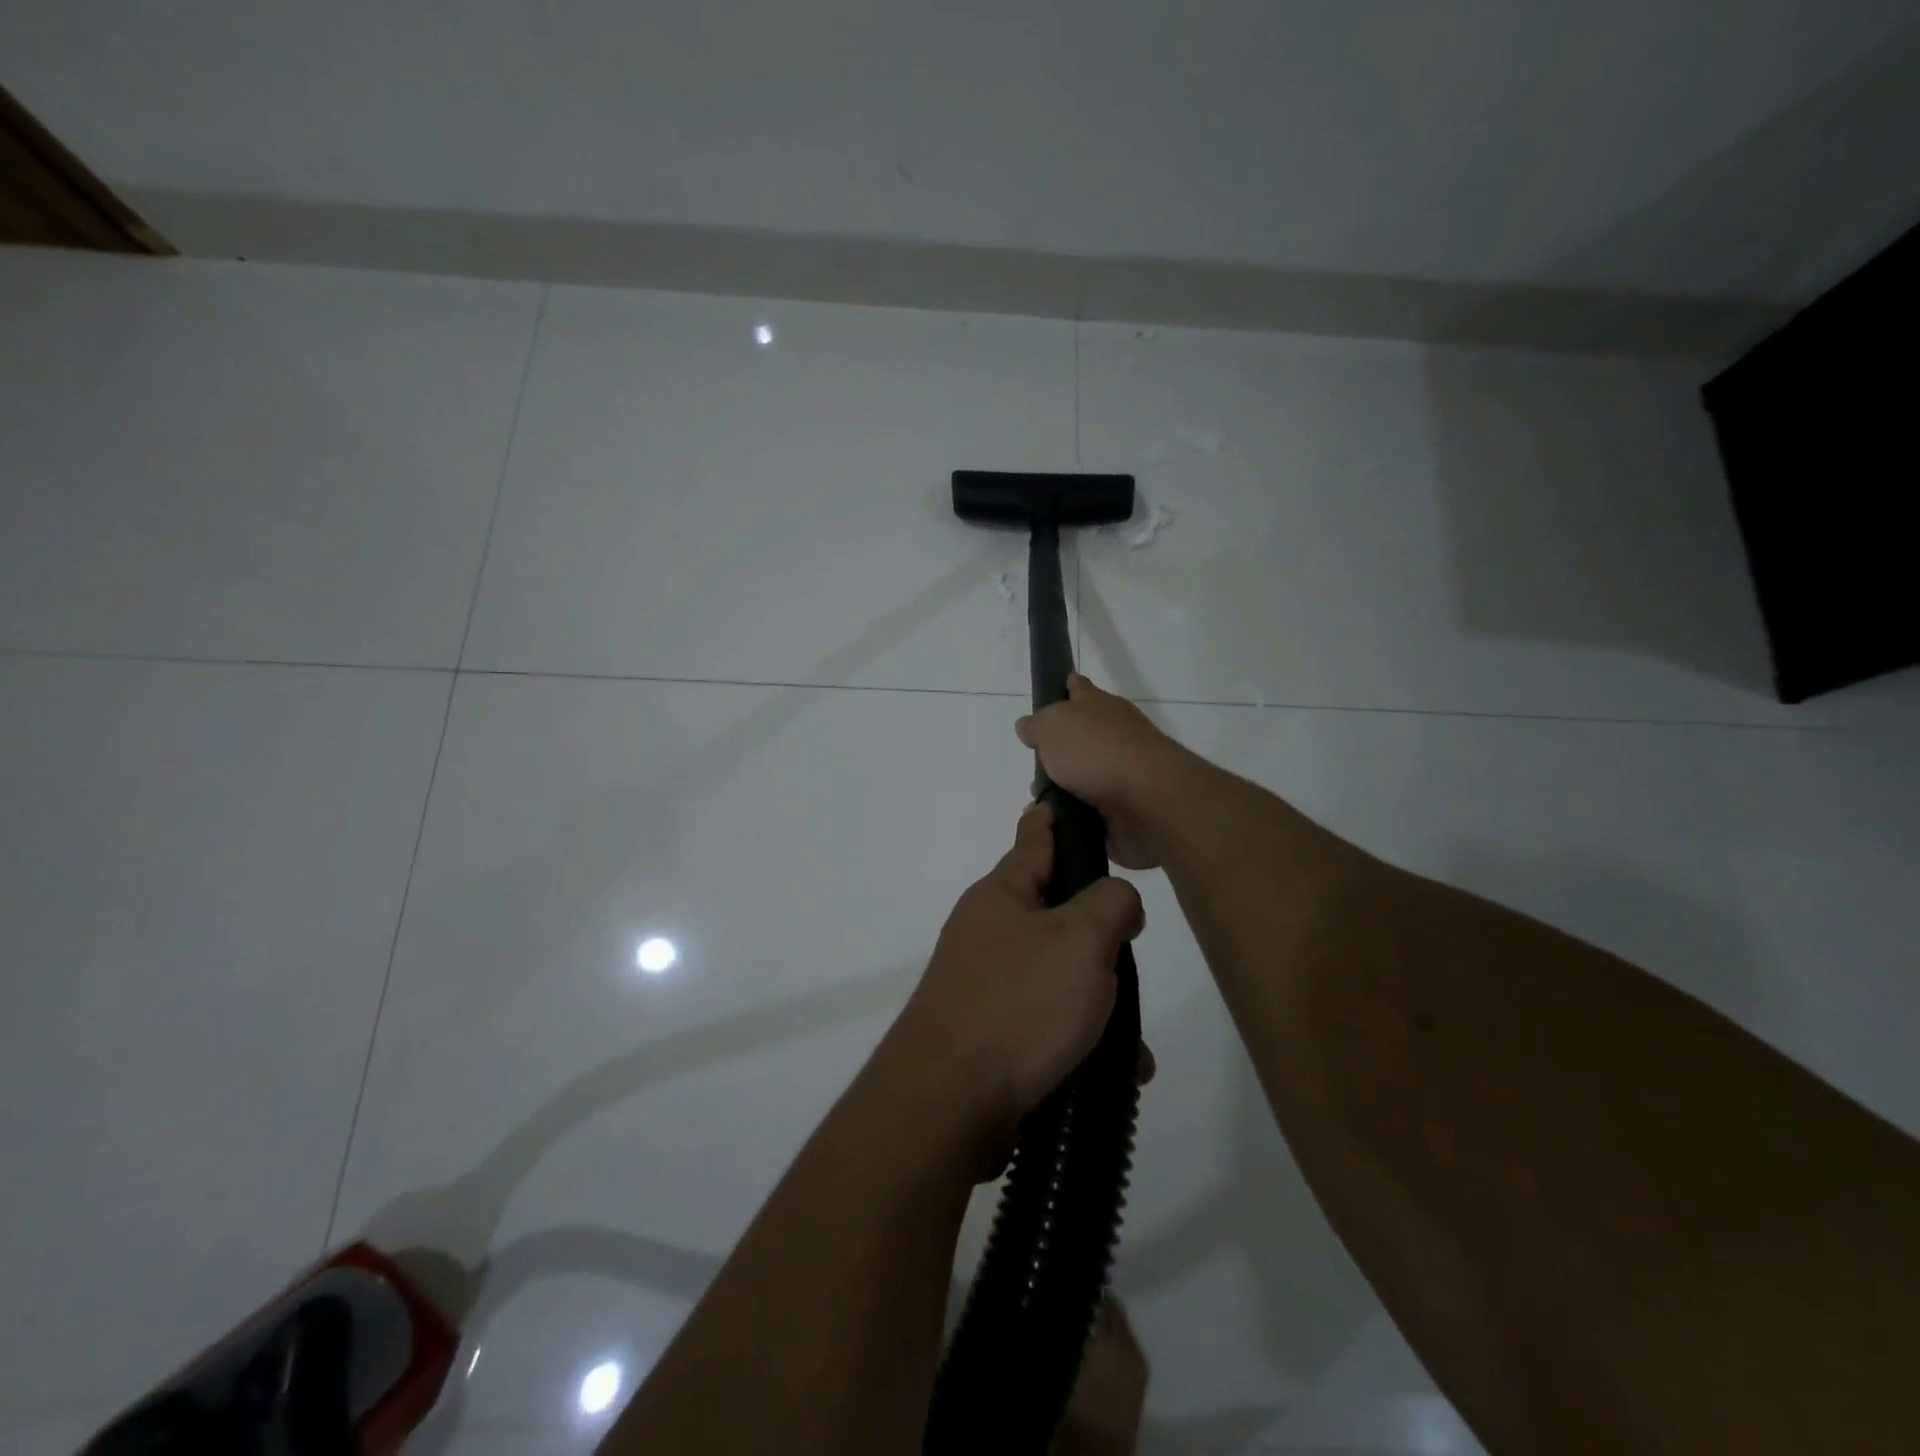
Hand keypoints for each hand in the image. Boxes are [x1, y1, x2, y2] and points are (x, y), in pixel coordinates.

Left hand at [886, 801, 1144, 1161]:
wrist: (948, 1103)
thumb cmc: (1018, 1003)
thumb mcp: (1079, 939)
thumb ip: (1110, 904)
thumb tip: (1117, 901)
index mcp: (1003, 894)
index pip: (1034, 837)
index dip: (1053, 816)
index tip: (1063, 799)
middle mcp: (990, 931)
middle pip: (1057, 912)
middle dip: (1098, 934)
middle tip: (1130, 952)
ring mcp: (987, 982)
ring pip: (1060, 974)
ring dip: (1099, 1001)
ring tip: (1134, 1041)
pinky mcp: (992, 1032)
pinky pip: (1050, 1023)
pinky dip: (1082, 1039)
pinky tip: (1116, 1071)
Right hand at [1016, 674, 1189, 869]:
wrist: (1146, 798)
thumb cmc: (1095, 750)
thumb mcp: (1052, 726)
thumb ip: (1037, 725)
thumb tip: (1028, 726)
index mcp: (1099, 706)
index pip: (1080, 689)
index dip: (1069, 687)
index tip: (1063, 686)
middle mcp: (1115, 734)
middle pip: (1083, 736)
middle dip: (1061, 749)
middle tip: (1036, 766)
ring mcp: (1124, 771)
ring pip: (1086, 777)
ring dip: (1066, 788)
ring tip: (1039, 803)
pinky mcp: (1127, 806)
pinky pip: (1093, 811)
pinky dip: (1076, 815)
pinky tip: (1056, 823)